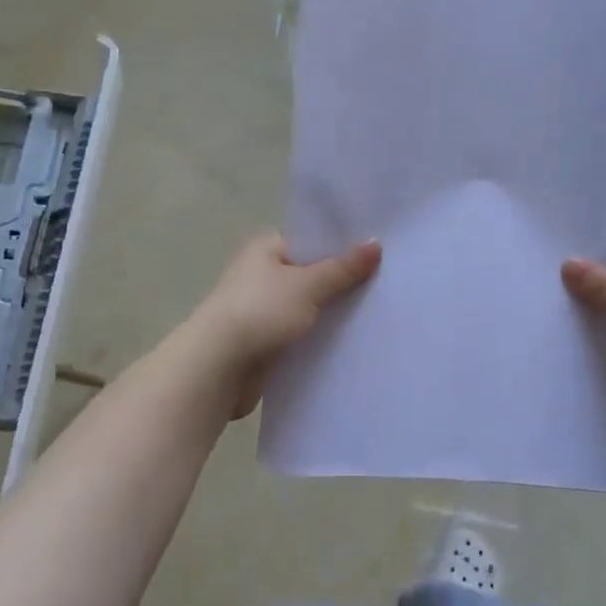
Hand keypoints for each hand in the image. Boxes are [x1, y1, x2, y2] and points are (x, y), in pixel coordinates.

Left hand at [188, 233, 382, 418]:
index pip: (311, 239)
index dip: (343, 243)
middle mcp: (263, 274)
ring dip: (333, 312)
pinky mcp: (266, 341)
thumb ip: (343, 267)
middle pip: (312, 273)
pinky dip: (320, 336)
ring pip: (309, 306)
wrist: (218, 367)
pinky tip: (352, 341)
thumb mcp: (308, 285)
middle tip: (388, 283)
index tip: (380, 250)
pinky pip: (302, 333)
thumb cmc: (260, 312)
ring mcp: (263, 309)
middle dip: (344, 281)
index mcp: (267, 248)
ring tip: (378, 312)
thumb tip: (376, 243)